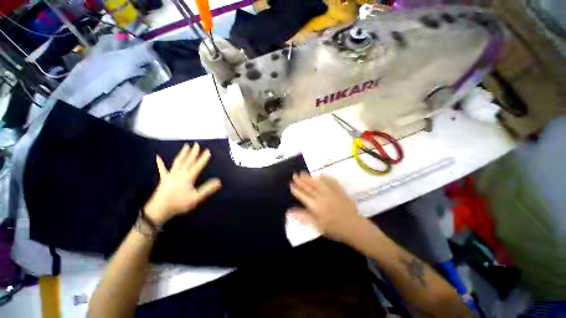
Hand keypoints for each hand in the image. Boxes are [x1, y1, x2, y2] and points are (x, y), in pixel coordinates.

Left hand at [144, 143, 221, 225]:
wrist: (159, 209)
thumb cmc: (179, 203)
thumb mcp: (196, 197)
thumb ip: (208, 189)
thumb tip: (219, 181)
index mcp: (188, 177)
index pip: (198, 165)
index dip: (204, 158)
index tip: (208, 150)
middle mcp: (180, 173)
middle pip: (188, 160)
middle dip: (193, 152)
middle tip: (197, 144)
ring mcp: (171, 175)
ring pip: (178, 162)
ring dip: (182, 154)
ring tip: (186, 146)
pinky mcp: (163, 179)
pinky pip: (162, 169)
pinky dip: (160, 163)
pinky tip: (157, 157)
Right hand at [288, 172, 366, 243]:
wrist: (354, 227)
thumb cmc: (333, 229)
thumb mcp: (316, 225)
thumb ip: (303, 216)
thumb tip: (289, 211)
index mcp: (315, 206)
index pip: (303, 195)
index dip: (296, 190)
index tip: (291, 184)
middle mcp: (322, 197)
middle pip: (309, 187)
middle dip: (301, 181)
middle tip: (294, 175)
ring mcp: (331, 192)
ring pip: (317, 183)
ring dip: (309, 177)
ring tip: (303, 173)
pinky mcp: (339, 191)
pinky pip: (331, 182)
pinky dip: (325, 177)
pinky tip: (320, 174)